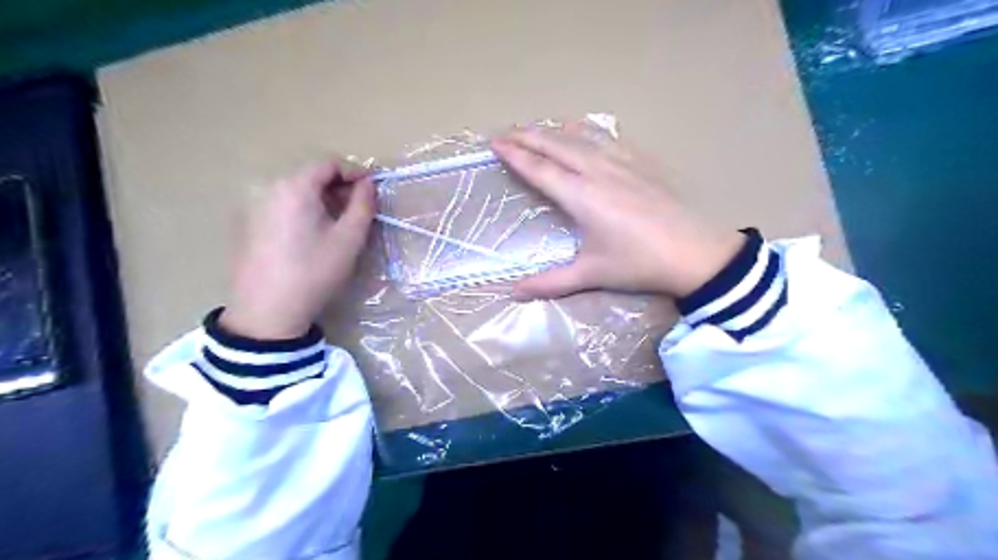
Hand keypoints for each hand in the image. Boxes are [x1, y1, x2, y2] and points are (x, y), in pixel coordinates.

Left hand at [218, 161, 375, 337]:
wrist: (268, 309)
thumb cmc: (315, 271)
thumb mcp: (349, 239)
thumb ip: (363, 205)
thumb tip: (368, 184)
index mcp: (295, 187)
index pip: (329, 163)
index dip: (355, 172)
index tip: (372, 190)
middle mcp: (270, 187)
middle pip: (311, 174)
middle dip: (339, 186)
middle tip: (358, 210)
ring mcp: (255, 205)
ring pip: (297, 190)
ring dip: (322, 199)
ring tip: (338, 224)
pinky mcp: (249, 223)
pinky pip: (283, 204)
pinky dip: (304, 209)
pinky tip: (312, 235)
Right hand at [490, 124, 739, 301]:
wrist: (695, 252)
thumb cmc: (639, 264)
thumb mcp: (592, 274)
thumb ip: (550, 283)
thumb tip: (513, 293)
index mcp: (581, 197)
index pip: (540, 169)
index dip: (515, 155)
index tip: (495, 143)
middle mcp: (597, 172)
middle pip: (556, 145)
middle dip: (528, 136)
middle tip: (506, 132)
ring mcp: (623, 163)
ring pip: (582, 138)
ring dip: (555, 132)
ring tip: (539, 129)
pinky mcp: (642, 163)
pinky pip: (609, 139)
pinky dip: (589, 133)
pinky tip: (586, 132)